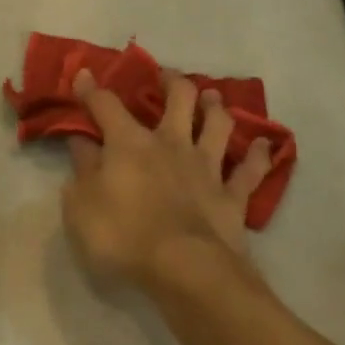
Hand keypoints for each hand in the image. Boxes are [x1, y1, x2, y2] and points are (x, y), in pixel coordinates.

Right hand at [61, 68, 273, 293]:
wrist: (185, 269)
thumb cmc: (123, 237)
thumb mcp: (81, 207)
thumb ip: (82, 170)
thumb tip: (81, 142)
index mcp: (130, 144)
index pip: (106, 106)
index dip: (92, 89)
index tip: (85, 75)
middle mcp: (172, 143)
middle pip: (180, 98)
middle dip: (172, 81)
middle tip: (167, 77)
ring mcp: (207, 167)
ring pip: (218, 124)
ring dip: (216, 107)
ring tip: (212, 98)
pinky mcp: (233, 195)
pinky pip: (250, 170)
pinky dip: (258, 156)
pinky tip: (264, 145)